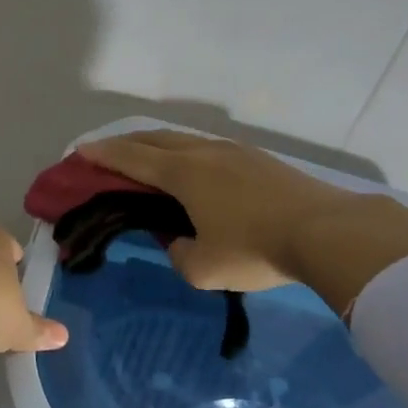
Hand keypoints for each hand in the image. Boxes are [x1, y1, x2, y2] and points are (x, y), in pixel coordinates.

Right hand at [77, 131, 407, 313]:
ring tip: (145, 156)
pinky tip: (191, 166)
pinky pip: (207, 147)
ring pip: (184, 139)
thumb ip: (177, 252)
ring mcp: (234, 151)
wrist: (328, 233)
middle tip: (105, 151)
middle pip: (154, 139)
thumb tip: (177, 240)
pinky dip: (184, 152)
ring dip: (157, 145)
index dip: (103, 155)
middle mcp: (203, 152)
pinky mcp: (258, 159)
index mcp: (182, 173)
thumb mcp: (202, 268)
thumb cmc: (255, 249)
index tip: (80, 151)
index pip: (132, 159)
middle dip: (125, 143)